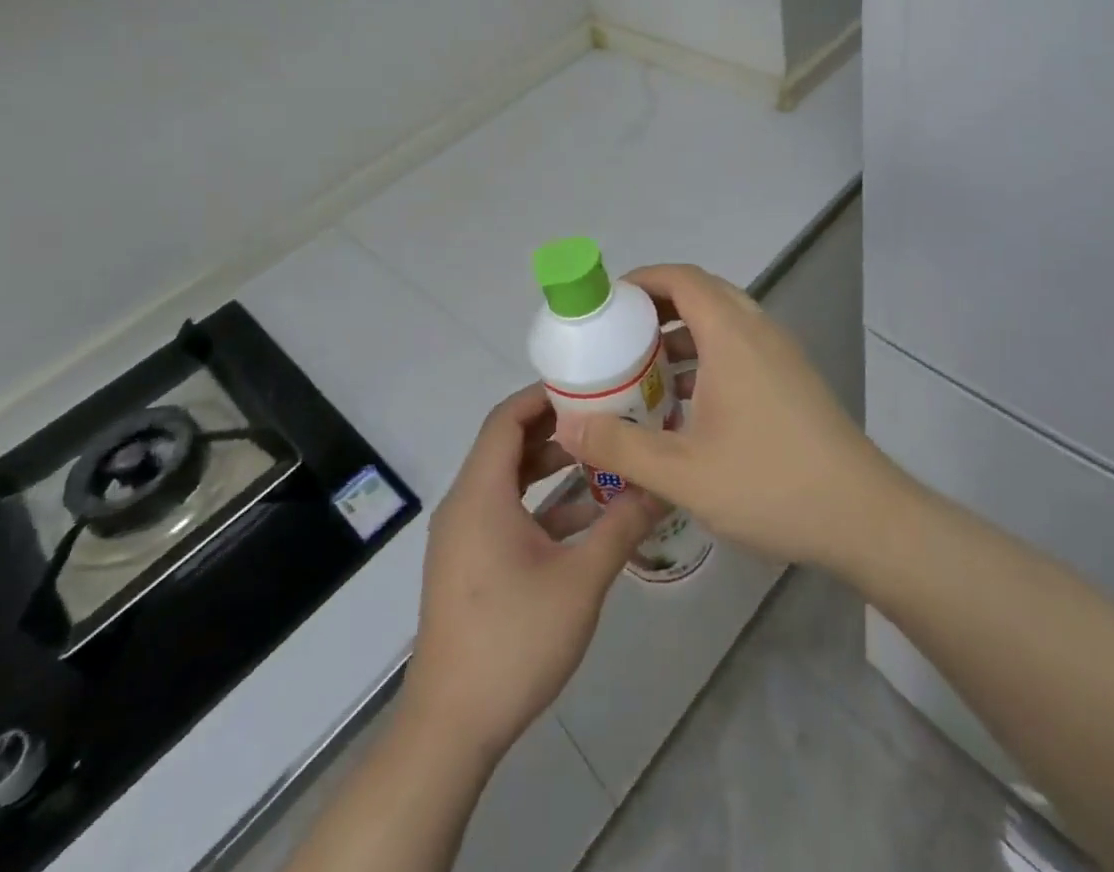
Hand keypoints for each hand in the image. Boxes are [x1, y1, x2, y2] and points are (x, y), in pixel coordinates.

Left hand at [401, 384, 662, 763]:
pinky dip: (542, 505)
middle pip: (509, 445)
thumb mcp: (580, 580)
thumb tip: (663, 486)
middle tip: (608, 416)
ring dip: (552, 468)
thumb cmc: (513, 641)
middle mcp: (466, 504)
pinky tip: (587, 516)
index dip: (544, 395)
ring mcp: (465, 537)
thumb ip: (622, 526)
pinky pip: (506, 513)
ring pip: (509, 482)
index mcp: (481, 493)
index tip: (589, 385)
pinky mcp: (470, 564)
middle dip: (557, 428)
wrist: (450, 728)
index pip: (507, 418)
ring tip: (604, 457)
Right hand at [550, 264, 899, 569]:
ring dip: (684, 336)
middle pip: (703, 294)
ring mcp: (782, 354)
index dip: (643, 279)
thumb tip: (569, 426)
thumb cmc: (769, 483)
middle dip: (658, 308)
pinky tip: (689, 407)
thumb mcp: (682, 473)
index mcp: (732, 335)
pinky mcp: (793, 380)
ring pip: (724, 323)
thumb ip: (621, 447)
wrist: (862, 515)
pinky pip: (741, 348)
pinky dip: (709, 358)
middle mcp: (759, 331)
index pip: (683, 278)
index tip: (607, 302)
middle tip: (620, 337)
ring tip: (646, 372)